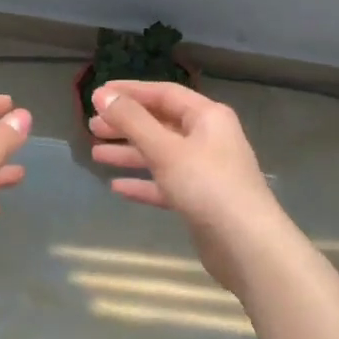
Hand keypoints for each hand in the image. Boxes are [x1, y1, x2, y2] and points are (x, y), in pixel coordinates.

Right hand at [89, 81, 276, 231]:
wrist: (246, 246)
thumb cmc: (207, 186)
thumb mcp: (165, 148)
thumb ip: (132, 120)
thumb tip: (102, 94)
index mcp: (207, 117)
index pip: (163, 93)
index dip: (130, 92)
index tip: (97, 95)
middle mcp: (209, 138)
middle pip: (161, 123)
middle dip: (126, 124)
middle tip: (92, 127)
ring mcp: (206, 171)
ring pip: (161, 154)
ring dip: (130, 153)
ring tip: (96, 154)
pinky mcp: (200, 200)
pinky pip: (166, 184)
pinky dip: (143, 182)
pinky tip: (117, 187)